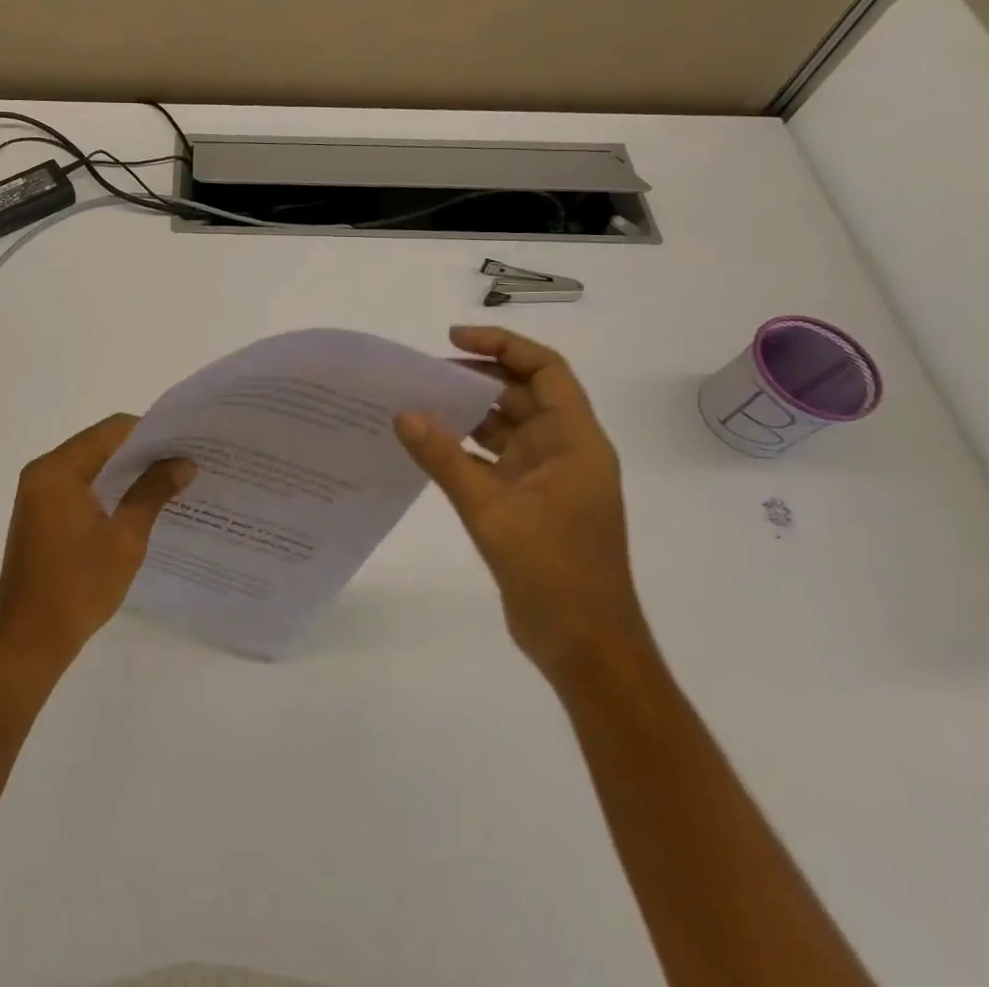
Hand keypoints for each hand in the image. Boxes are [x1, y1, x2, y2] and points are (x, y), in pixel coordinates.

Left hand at [0, 414, 195, 673]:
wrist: (28, 642)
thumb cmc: (78, 586)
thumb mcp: (126, 537)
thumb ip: (153, 491)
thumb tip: (184, 463)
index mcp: (59, 469)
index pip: (111, 430)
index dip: (151, 432)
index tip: (185, 442)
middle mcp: (43, 471)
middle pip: (99, 443)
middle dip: (141, 451)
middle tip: (183, 459)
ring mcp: (37, 493)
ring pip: (89, 464)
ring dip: (125, 470)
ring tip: (168, 478)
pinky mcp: (39, 513)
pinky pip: (78, 485)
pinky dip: (106, 487)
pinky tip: (137, 501)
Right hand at [394, 325, 648, 683]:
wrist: (585, 647)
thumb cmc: (553, 570)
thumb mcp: (491, 509)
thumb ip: (444, 458)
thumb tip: (403, 414)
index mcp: (574, 442)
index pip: (545, 370)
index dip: (502, 346)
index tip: (452, 340)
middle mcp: (565, 451)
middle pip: (522, 394)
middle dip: (476, 378)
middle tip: (424, 373)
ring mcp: (548, 479)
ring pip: (506, 427)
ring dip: (468, 414)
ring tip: (418, 403)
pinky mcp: (530, 504)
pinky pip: (494, 459)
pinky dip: (465, 448)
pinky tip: (428, 446)